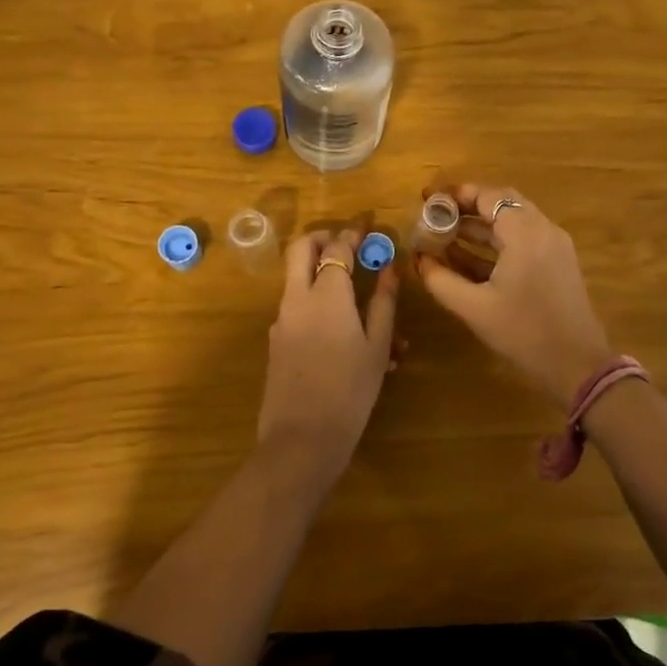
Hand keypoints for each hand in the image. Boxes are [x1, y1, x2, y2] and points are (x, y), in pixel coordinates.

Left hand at [258, 228, 399, 489]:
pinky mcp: (276, 341)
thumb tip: (390, 268)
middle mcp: (297, 298)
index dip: (353, 232)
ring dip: (322, 274)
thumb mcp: (377, 346)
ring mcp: (282, 320)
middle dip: (323, 238)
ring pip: (298, 280)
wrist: (301, 439)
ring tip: (359, 298)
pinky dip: (319, 306)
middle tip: (347, 244)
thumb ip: (384, 302)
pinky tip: (346, 335)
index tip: (367, 226)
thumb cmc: (350, 391)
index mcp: (326, 294)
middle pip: (301, 249)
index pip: (337, 247)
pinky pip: (298, 309)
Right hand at [416, 184, 612, 408]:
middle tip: (436, 214)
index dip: (456, 194)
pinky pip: (523, 240)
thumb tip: (419, 259)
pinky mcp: (557, 263)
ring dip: (480, 226)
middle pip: (502, 203)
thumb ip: (441, 280)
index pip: (487, 196)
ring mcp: (554, 246)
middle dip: (467, 207)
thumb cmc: (524, 332)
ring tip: (444, 235)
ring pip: (512, 222)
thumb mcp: (474, 308)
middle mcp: (543, 229)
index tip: (428, 198)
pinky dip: (496, 242)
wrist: (578, 365)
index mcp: (525, 232)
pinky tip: (468, 258)